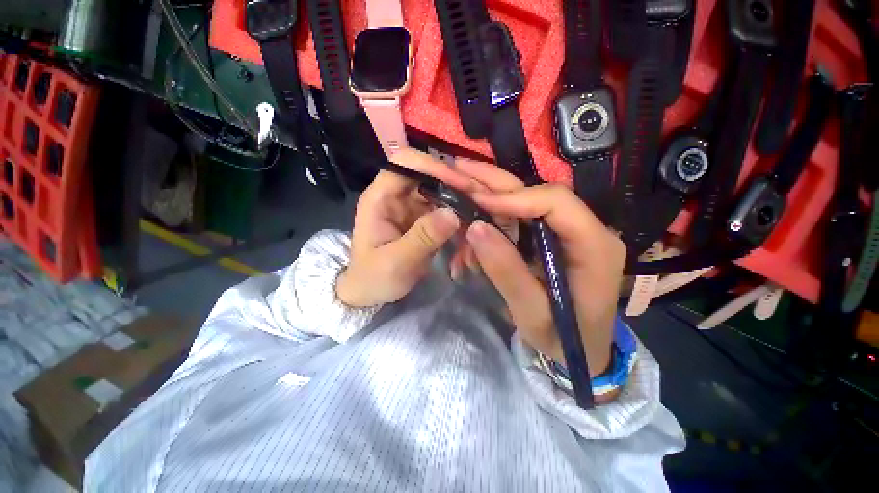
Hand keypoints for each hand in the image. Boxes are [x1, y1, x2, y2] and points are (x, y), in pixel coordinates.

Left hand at [336, 149, 475, 307]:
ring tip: (478, 209)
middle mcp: (396, 196)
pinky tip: (469, 221)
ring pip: (438, 190)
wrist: (371, 292)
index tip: (458, 183)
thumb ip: (423, 238)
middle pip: (426, 174)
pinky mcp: (422, 219)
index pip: (404, 163)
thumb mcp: (396, 262)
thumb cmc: (374, 277)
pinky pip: (443, 208)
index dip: (431, 166)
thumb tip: (453, 213)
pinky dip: (457, 212)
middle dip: (452, 182)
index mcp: (380, 198)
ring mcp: (410, 207)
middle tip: (477, 196)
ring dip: (458, 197)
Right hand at [452, 162, 624, 376]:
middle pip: (539, 193)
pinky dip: (494, 217)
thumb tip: (475, 227)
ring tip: (460, 184)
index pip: (556, 202)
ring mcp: (568, 232)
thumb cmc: (563, 339)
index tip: (477, 199)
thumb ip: (505, 270)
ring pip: (525, 201)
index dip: (514, 197)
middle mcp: (585, 229)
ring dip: (490, 196)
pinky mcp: (552, 238)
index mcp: (594, 246)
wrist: (581, 352)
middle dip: (496, 182)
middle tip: (460, 169)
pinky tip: (473, 218)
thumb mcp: (531, 312)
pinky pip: (520, 219)